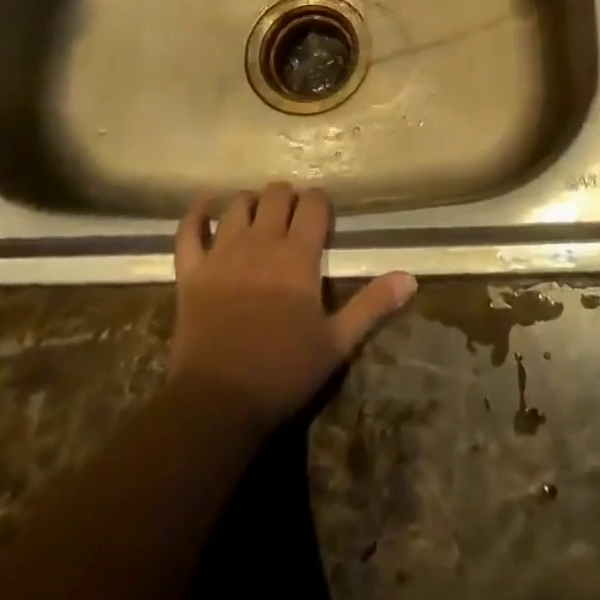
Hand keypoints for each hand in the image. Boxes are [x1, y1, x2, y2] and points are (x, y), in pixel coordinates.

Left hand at [169, 182, 415, 430]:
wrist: (217, 404)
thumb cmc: (283, 373)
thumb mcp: (337, 343)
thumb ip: (372, 305)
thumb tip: (410, 277)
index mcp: (298, 255)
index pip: (313, 204)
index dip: (319, 204)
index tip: (322, 218)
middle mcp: (261, 241)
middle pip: (276, 194)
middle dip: (287, 198)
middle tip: (291, 219)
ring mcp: (222, 253)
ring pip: (237, 204)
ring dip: (250, 203)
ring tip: (257, 217)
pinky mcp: (191, 270)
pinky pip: (189, 229)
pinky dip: (196, 214)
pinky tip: (206, 207)